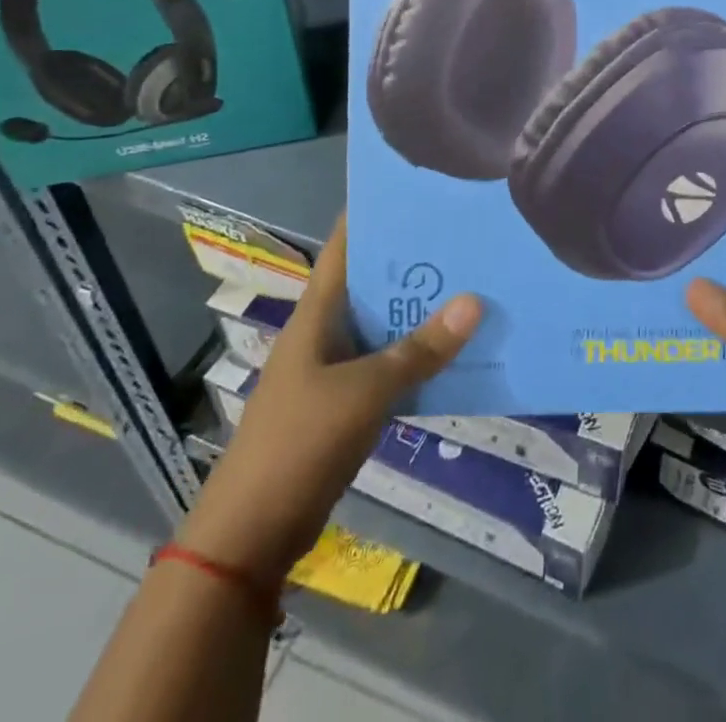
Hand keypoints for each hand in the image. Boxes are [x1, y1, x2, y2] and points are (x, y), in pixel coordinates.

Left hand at [177, 214, 481, 584]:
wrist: (250, 536)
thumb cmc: (299, 444)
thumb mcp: (365, 392)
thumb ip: (420, 349)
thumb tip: (475, 300)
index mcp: (317, 313)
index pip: (345, 245)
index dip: (375, 213)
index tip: (421, 188)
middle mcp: (326, 331)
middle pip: (374, 282)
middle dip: (416, 260)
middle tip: (469, 233)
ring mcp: (335, 369)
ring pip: (386, 324)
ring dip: (422, 310)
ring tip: (475, 281)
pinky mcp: (346, 404)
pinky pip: (390, 364)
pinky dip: (419, 355)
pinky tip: (458, 349)